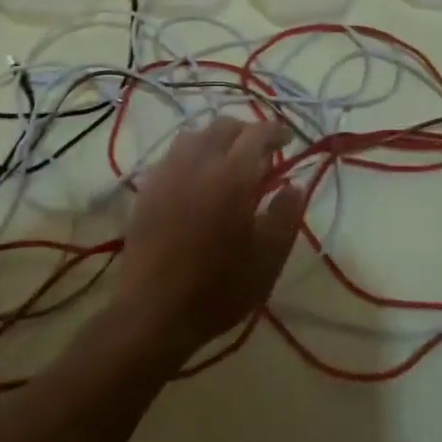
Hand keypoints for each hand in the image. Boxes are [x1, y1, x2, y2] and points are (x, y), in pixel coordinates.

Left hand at [112, 116, 304, 359]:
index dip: (276, 131)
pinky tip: (196, 181)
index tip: (287, 141)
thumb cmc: (219, 288)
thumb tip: (294, 185)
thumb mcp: (268, 258)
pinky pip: (172, 156)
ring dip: (215, 140)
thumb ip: (286, 215)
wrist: (153, 314)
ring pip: (194, 136)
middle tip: (260, 154)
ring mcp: (167, 174)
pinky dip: (191, 156)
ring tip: (227, 163)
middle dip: (246, 132)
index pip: (257, 133)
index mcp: (232, 175)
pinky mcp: (147, 190)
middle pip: (224, 126)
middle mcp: (198, 163)